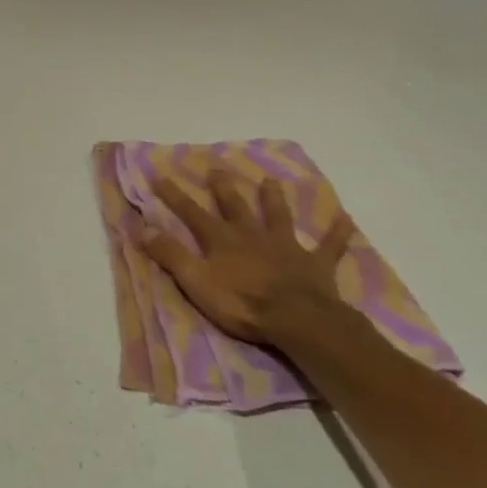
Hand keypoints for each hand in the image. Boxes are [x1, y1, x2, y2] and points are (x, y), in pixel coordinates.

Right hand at [137, 171, 362, 354]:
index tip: (160, 175)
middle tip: (217, 168)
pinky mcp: (314, 264)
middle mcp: (252, 235)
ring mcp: (285, 247)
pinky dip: (337, 233)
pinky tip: (345, 219)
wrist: (296, 319)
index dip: (175, 196)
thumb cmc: (241, 303)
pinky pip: (329, 246)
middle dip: (224, 187)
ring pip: (278, 216)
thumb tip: (142, 228)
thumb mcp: (197, 282)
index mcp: (223, 241)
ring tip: (270, 181)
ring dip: (274, 199)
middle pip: (235, 206)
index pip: (193, 213)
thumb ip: (171, 255)